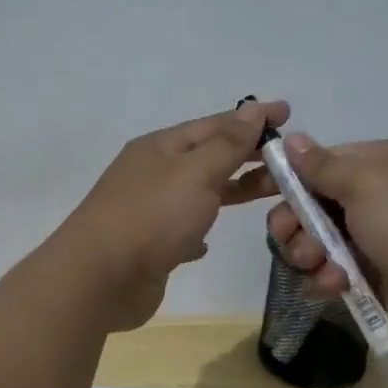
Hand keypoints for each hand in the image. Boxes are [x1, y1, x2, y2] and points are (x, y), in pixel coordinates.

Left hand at [51, 98, 288, 331]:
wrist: (99, 279)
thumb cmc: (151, 217)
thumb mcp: (195, 173)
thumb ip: (227, 144)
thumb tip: (251, 109)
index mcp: (160, 148)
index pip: (214, 124)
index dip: (251, 118)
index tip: (288, 113)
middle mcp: (152, 174)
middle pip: (208, 157)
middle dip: (247, 155)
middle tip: (289, 158)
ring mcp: (148, 212)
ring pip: (198, 194)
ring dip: (230, 190)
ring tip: (269, 193)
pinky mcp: (149, 248)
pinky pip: (180, 231)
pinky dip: (198, 230)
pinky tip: (208, 242)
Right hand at [262, 136, 387, 343]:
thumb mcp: (366, 182)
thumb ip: (322, 166)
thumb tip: (292, 138)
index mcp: (379, 166)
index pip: (321, 165)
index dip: (289, 178)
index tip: (256, 191)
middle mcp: (376, 201)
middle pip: (313, 208)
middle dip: (295, 222)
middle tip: (289, 236)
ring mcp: (375, 242)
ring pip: (318, 245)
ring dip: (309, 254)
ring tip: (318, 264)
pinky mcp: (374, 280)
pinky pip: (332, 276)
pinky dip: (327, 280)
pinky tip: (335, 286)